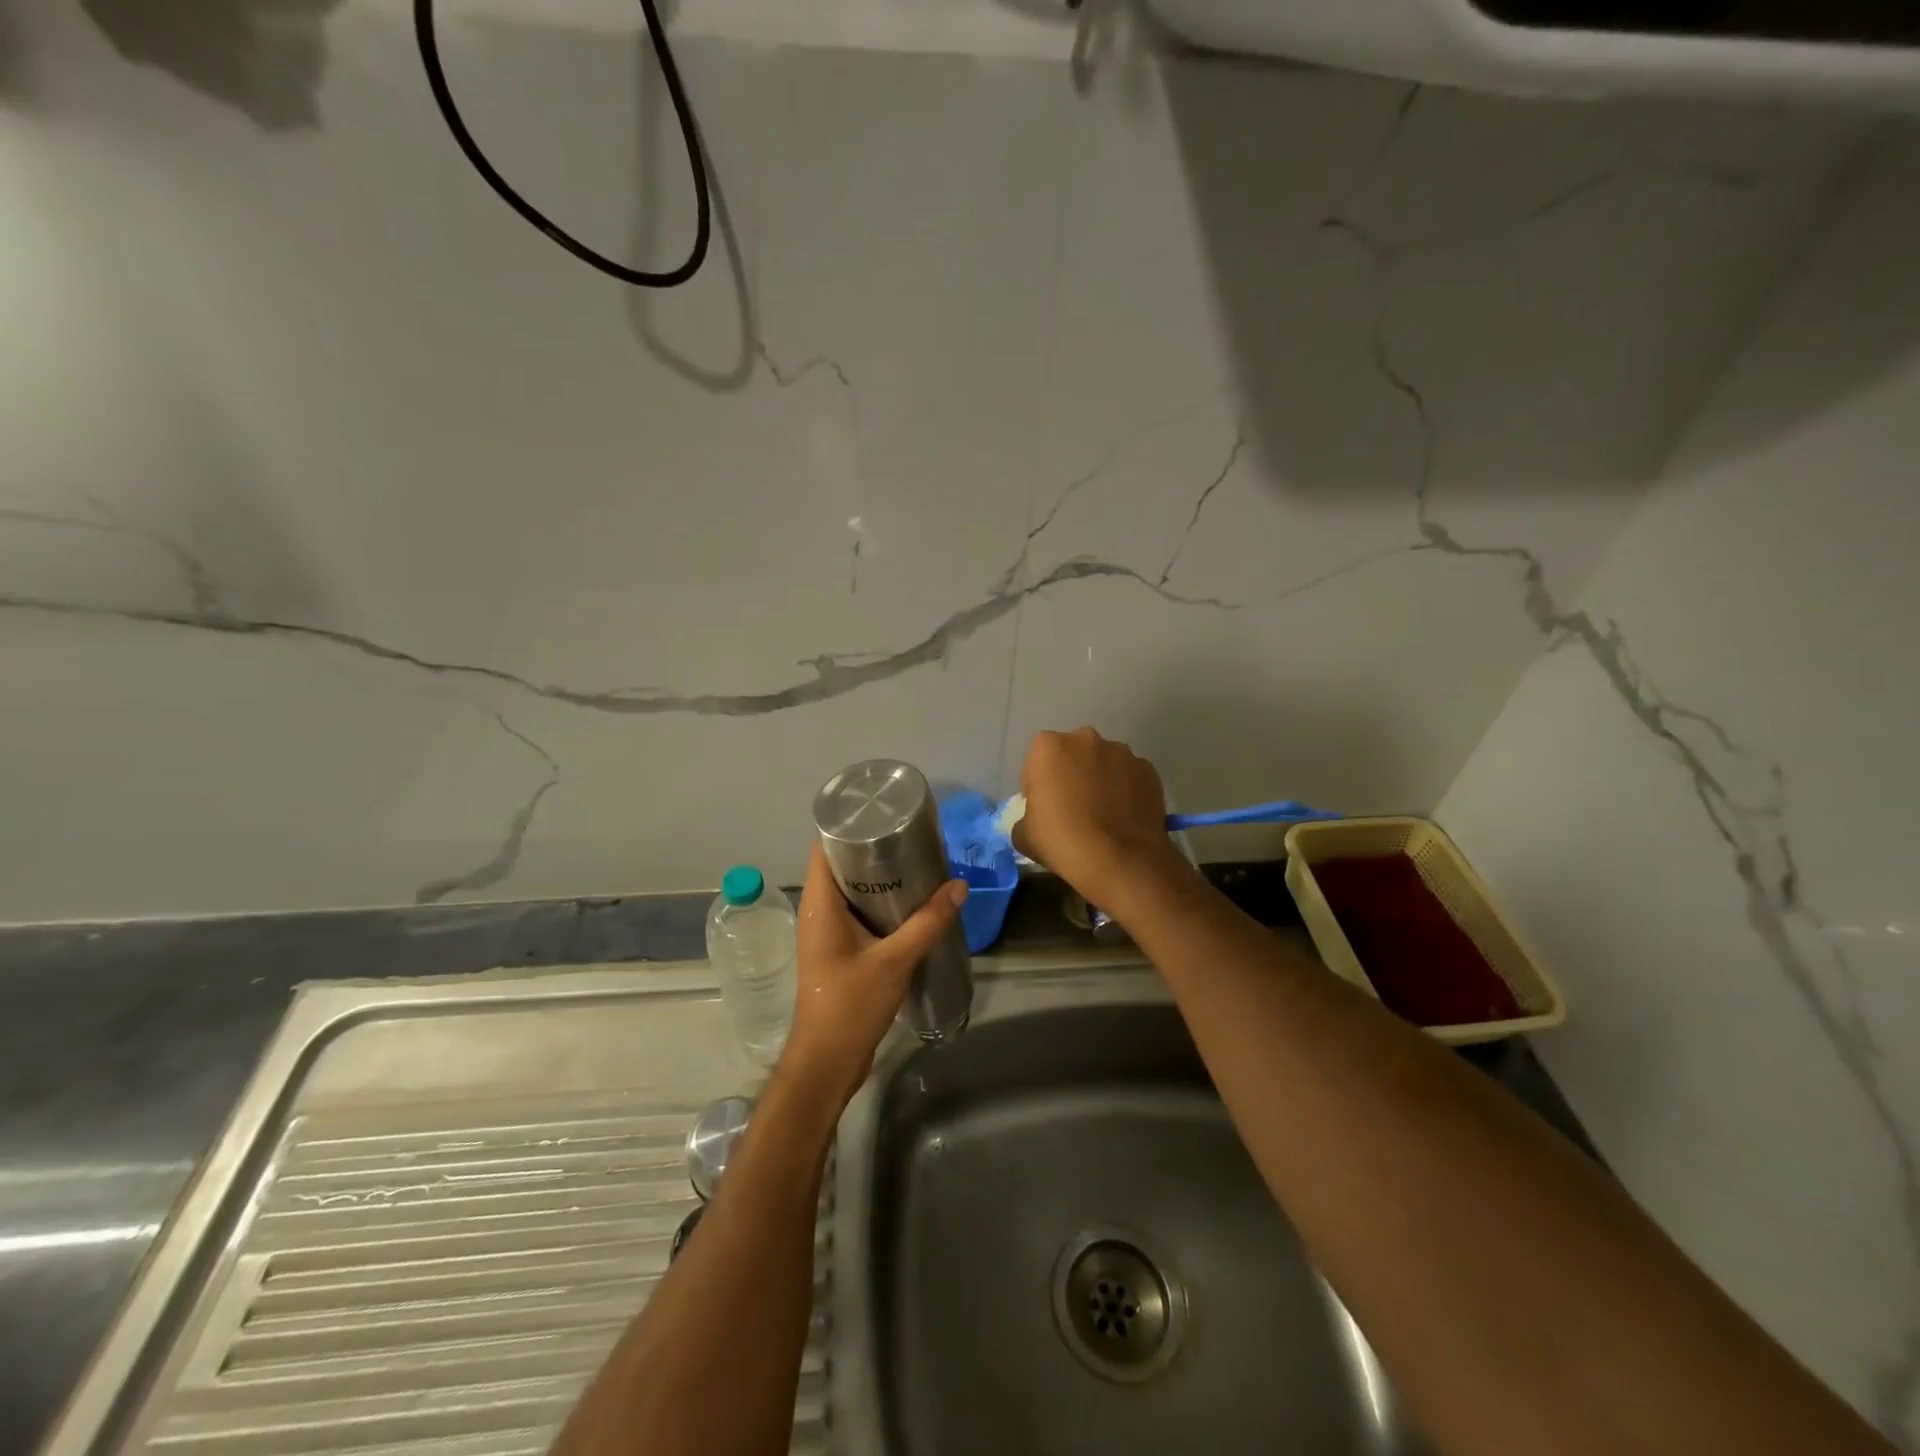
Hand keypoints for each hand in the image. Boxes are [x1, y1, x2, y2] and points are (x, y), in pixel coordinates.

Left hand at [780, 843, 967, 1104]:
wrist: (827, 1062)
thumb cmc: (850, 1006)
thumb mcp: (894, 961)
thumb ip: (928, 923)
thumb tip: (959, 886)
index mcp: (819, 905)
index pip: (823, 848)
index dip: (848, 825)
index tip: (882, 812)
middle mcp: (818, 912)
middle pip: (839, 864)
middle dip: (872, 848)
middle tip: (910, 835)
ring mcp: (826, 932)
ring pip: (850, 890)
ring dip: (878, 876)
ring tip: (915, 860)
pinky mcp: (838, 949)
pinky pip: (857, 911)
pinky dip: (879, 901)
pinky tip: (910, 901)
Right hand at [1013, 728, 1185, 911]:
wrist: (1119, 860)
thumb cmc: (1062, 841)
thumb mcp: (1023, 835)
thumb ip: (1026, 817)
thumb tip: (1037, 818)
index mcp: (1048, 747)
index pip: (1038, 761)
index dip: (1040, 784)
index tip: (1046, 807)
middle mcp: (1085, 739)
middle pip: (1074, 754)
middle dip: (1073, 773)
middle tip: (1075, 807)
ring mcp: (1121, 752)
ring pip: (1105, 762)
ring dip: (1102, 779)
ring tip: (1105, 812)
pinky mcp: (1148, 769)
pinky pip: (1131, 776)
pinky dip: (1127, 789)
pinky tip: (1126, 816)